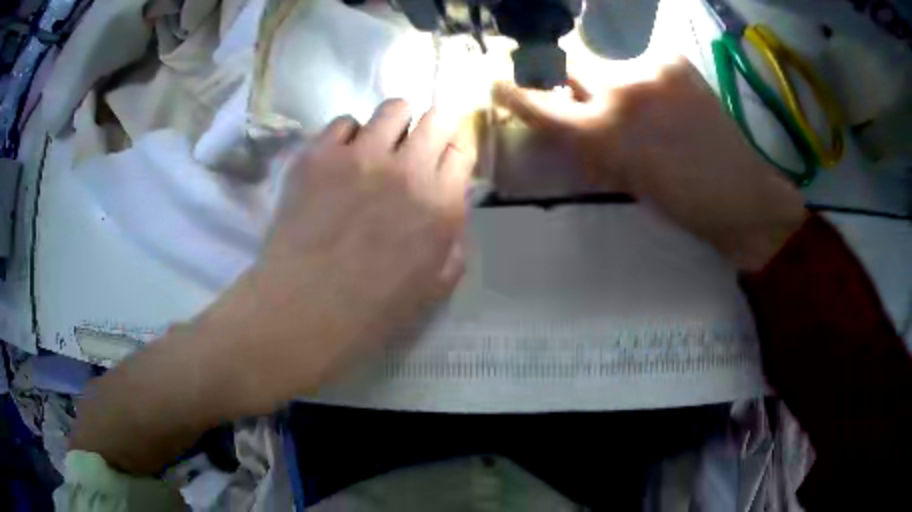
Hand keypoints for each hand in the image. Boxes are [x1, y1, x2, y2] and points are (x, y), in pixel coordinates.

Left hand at [199, 99, 474, 413]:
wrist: (303, 309)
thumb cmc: (371, 310)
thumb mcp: (432, 287)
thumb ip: (452, 244)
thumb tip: (447, 211)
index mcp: (440, 204)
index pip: (463, 149)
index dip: (455, 149)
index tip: (444, 157)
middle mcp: (407, 170)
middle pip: (437, 117)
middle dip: (434, 126)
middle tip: (417, 145)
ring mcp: (360, 156)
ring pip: (394, 108)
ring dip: (394, 124)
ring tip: (379, 145)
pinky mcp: (319, 155)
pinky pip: (344, 122)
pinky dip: (348, 136)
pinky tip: (340, 160)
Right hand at [493, 57, 806, 270]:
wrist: (743, 196)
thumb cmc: (683, 204)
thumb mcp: (625, 183)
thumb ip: (588, 148)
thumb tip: (563, 126)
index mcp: (606, 134)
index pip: (541, 103)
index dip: (514, 92)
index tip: (498, 81)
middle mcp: (622, 89)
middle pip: (570, 64)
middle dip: (565, 77)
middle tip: (576, 91)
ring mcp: (650, 69)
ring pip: (607, 63)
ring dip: (609, 81)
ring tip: (637, 106)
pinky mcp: (674, 61)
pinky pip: (639, 62)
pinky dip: (640, 79)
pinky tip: (661, 100)